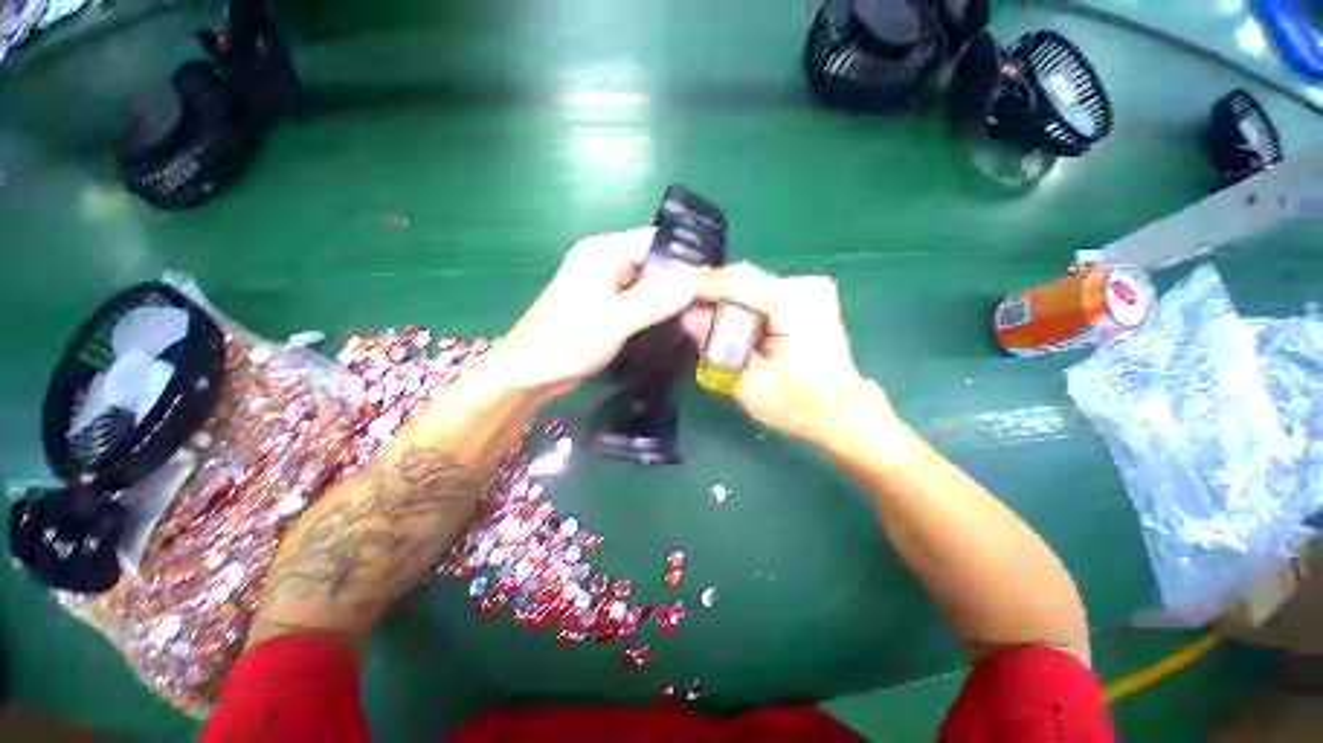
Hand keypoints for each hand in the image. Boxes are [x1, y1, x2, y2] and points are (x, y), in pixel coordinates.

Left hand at [486, 228, 699, 396]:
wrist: (530, 374)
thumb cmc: (566, 341)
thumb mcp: (615, 319)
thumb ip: (655, 299)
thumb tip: (695, 281)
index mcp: (601, 253)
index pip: (653, 242)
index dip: (683, 258)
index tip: (711, 279)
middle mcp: (604, 264)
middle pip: (652, 264)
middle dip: (679, 283)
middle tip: (710, 304)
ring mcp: (605, 288)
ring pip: (648, 286)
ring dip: (670, 300)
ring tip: (700, 316)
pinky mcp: (606, 309)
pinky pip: (638, 304)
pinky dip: (657, 313)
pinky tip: (676, 325)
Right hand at [690, 263, 888, 443]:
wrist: (842, 410)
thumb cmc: (796, 405)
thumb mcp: (747, 384)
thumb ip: (717, 347)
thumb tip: (688, 316)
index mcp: (793, 306)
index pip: (737, 281)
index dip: (702, 284)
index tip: (673, 291)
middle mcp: (805, 287)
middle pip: (744, 278)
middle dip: (712, 293)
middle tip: (685, 310)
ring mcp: (812, 287)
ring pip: (752, 283)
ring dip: (727, 299)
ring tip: (704, 317)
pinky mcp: (812, 294)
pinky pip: (765, 290)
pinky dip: (744, 302)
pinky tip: (732, 320)